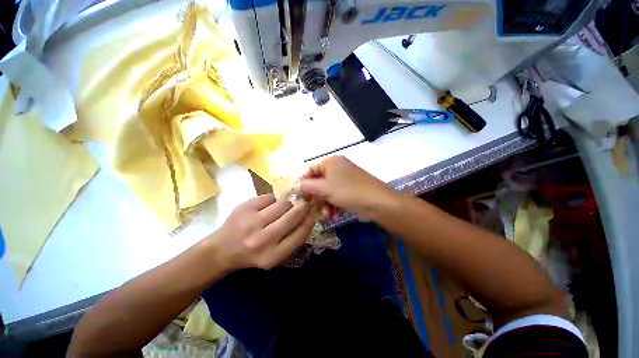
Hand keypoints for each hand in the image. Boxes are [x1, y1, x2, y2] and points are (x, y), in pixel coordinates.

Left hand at [209, 194, 314, 269]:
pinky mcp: (245, 208)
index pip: (301, 233)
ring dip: (287, 204)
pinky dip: (273, 200)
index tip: (311, 214)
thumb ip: (293, 238)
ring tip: (281, 208)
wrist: (222, 250)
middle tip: (302, 204)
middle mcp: (263, 239)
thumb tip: (308, 214)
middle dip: (302, 207)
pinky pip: (270, 197)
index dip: (309, 220)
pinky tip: (267, 206)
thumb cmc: (253, 254)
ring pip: (283, 203)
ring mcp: (252, 222)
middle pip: (293, 214)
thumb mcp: (275, 255)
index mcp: (273, 256)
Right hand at [300, 156, 397, 218]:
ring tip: (326, 215)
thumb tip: (298, 185)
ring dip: (324, 203)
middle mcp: (338, 168)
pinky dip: (333, 205)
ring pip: (327, 191)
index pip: (311, 168)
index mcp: (331, 162)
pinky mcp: (351, 190)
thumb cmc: (348, 191)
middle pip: (319, 181)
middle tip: (311, 207)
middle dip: (316, 196)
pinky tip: (334, 214)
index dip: (304, 181)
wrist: (377, 202)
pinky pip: (336, 195)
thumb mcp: (325, 188)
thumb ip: (308, 186)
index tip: (299, 194)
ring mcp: (345, 179)